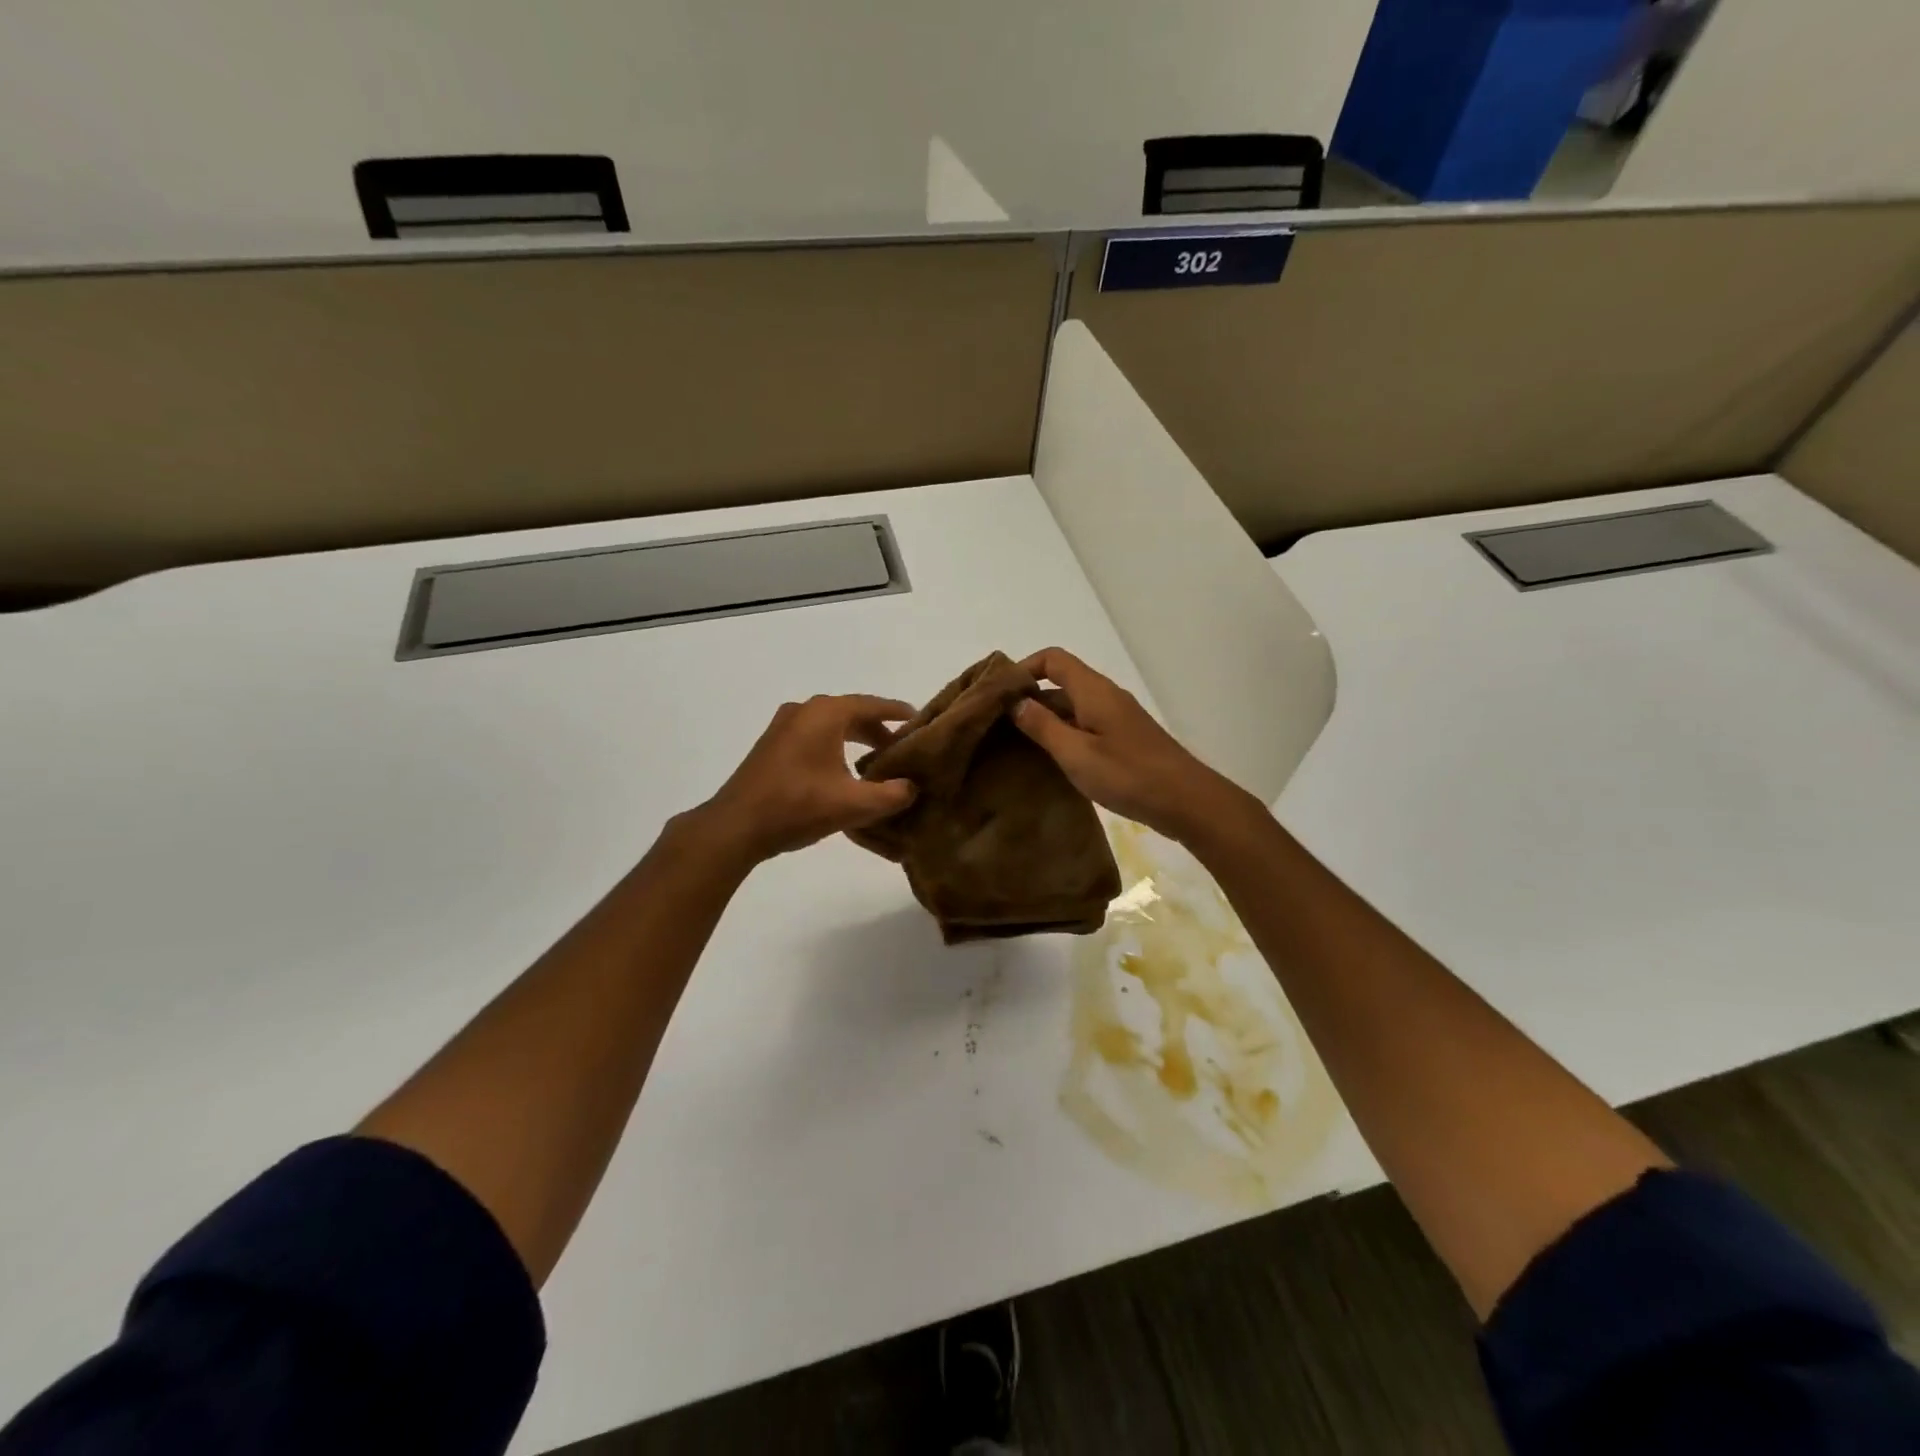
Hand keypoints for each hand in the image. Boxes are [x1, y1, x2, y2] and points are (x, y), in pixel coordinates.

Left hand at [692, 695, 917, 864]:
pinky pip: (813, 736)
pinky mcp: (771, 746)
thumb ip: (891, 795)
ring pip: (830, 726)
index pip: (871, 705)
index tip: (918, 720)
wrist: (736, 826)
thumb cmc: (797, 806)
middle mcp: (804, 711)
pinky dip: (834, 746)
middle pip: (851, 713)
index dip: (897, 712)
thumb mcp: (853, 804)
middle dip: (877, 730)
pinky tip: (842, 772)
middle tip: (900, 750)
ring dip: (855, 739)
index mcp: (825, 714)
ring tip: (876, 763)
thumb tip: (912, 788)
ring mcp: (783, 727)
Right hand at [1013, 648, 1254, 843]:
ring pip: (1073, 708)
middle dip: (1029, 698)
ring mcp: (1117, 718)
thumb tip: (1015, 702)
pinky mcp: (1124, 740)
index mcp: (1093, 690)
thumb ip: (1042, 726)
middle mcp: (1105, 696)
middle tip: (998, 724)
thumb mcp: (1075, 753)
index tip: (999, 693)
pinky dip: (1064, 735)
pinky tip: (1050, 761)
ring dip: (1045, 720)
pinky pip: (1085, 726)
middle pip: (1061, 683)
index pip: (1053, 659)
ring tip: (1015, 745)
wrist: (1186, 800)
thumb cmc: (1127, 775)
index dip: (1024, 668)